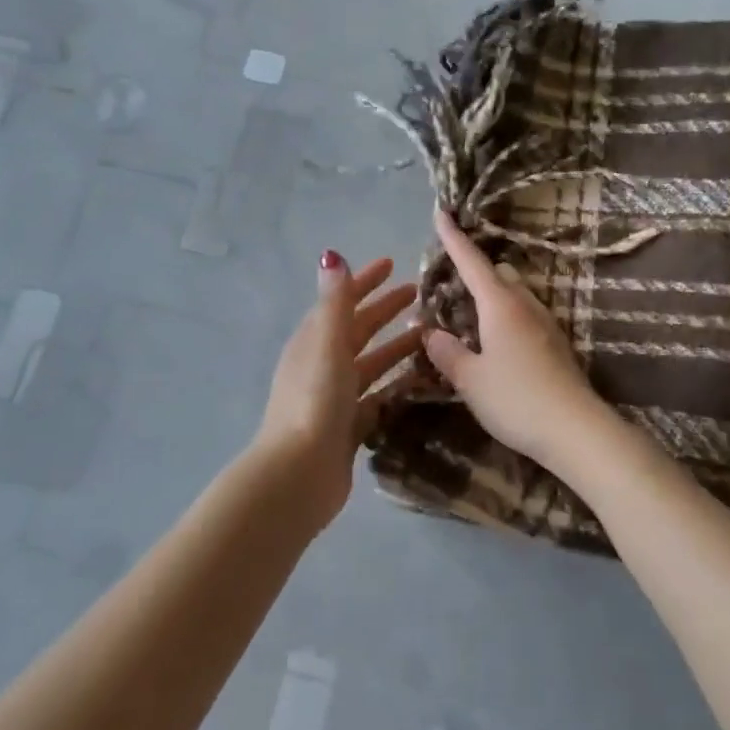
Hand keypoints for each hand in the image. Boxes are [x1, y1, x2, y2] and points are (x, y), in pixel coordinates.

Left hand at [256, 251, 422, 525]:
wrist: (300, 472)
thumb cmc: (315, 399)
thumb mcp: (326, 342)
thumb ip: (335, 301)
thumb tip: (331, 256)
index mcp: (313, 342)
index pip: (341, 302)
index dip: (365, 281)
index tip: (392, 264)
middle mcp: (322, 366)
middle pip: (357, 331)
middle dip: (384, 310)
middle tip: (419, 296)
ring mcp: (335, 398)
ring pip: (371, 364)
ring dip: (396, 348)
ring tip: (430, 337)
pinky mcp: (349, 427)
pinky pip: (379, 398)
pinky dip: (398, 386)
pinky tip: (422, 382)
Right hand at [423, 206, 610, 469]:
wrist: (575, 428)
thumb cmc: (515, 399)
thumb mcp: (470, 379)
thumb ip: (446, 352)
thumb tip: (429, 332)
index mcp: (500, 305)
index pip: (472, 262)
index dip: (454, 238)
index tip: (442, 213)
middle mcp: (526, 305)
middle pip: (498, 274)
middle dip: (475, 272)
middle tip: (450, 286)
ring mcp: (546, 323)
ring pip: (515, 295)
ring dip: (493, 296)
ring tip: (470, 317)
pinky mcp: (557, 344)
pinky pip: (525, 316)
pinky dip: (506, 317)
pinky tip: (496, 342)